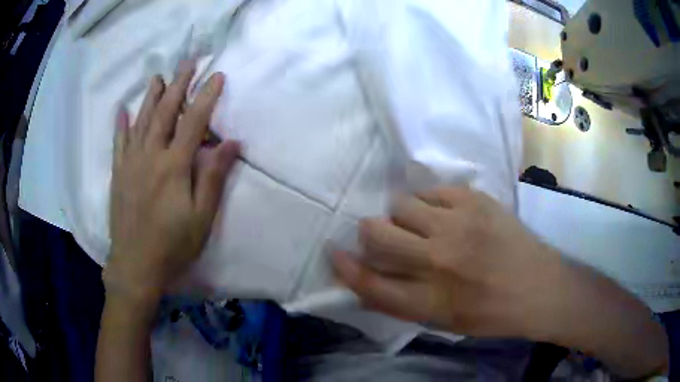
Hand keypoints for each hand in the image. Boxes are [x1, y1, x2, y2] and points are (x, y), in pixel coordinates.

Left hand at [105, 66, 239, 302]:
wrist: (136, 266)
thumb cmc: (173, 245)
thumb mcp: (201, 217)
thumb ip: (213, 176)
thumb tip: (232, 142)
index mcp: (173, 166)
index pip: (193, 121)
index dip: (206, 96)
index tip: (216, 76)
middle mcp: (150, 156)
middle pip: (165, 112)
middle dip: (178, 85)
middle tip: (187, 63)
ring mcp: (130, 164)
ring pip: (140, 121)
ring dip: (150, 97)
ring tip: (158, 77)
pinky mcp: (118, 175)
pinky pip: (119, 143)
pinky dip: (120, 124)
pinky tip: (122, 110)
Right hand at [333, 186, 566, 337]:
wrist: (539, 287)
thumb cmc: (491, 313)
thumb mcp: (443, 323)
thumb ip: (401, 304)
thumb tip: (364, 284)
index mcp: (430, 300)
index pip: (370, 282)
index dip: (345, 267)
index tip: (335, 252)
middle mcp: (439, 261)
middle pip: (377, 233)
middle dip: (369, 232)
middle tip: (382, 235)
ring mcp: (459, 225)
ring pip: (401, 204)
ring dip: (402, 215)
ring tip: (420, 224)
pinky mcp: (476, 200)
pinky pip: (431, 191)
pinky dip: (429, 202)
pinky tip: (445, 214)